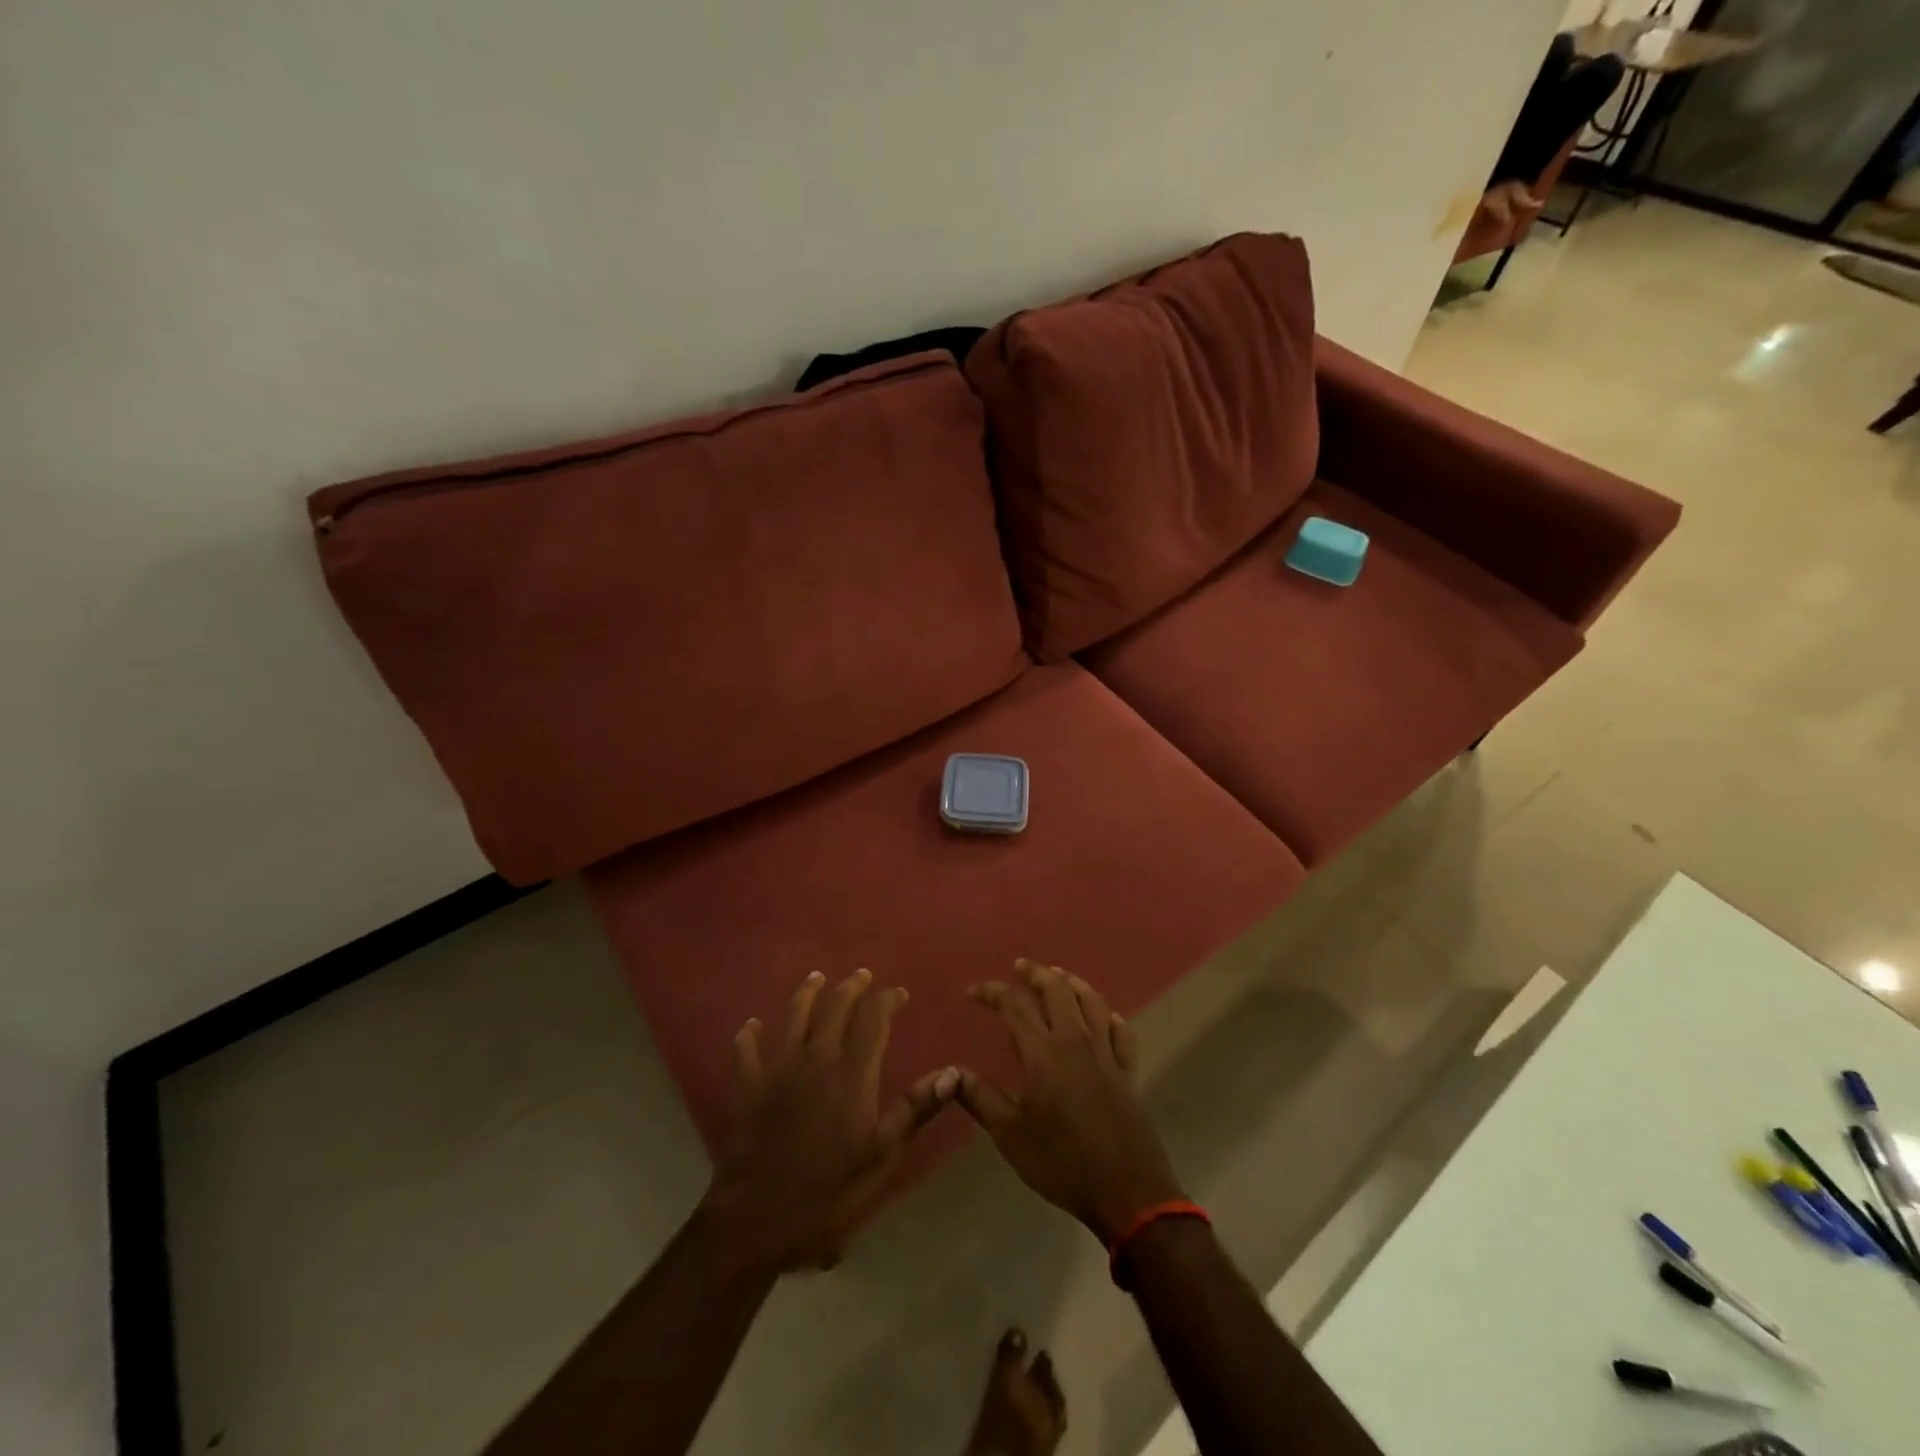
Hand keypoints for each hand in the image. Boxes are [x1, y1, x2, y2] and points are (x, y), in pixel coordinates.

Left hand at [702, 969, 956, 1272]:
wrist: (757, 1220)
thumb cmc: (828, 1192)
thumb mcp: (881, 1157)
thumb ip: (914, 1110)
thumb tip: (952, 1073)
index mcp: (851, 1073)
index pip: (873, 1019)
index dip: (887, 1000)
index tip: (899, 994)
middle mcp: (815, 1058)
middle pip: (834, 1008)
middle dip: (851, 988)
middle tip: (862, 976)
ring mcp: (777, 1069)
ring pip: (793, 1016)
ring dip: (806, 993)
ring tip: (816, 977)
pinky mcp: (747, 1085)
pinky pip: (747, 1049)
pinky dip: (751, 1034)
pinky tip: (753, 1026)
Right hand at [956, 960, 1183, 1243]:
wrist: (1126, 1190)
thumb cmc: (1062, 1162)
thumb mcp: (1011, 1135)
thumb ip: (981, 1098)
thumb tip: (952, 1072)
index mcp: (1043, 1053)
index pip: (1015, 1005)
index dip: (993, 992)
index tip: (973, 991)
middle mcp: (1075, 1041)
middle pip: (1057, 990)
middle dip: (1035, 973)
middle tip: (1019, 967)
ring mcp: (1106, 1053)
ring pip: (1091, 1001)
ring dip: (1071, 982)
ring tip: (1057, 976)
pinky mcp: (1127, 1070)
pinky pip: (1120, 1030)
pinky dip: (1107, 1015)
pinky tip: (1102, 1016)